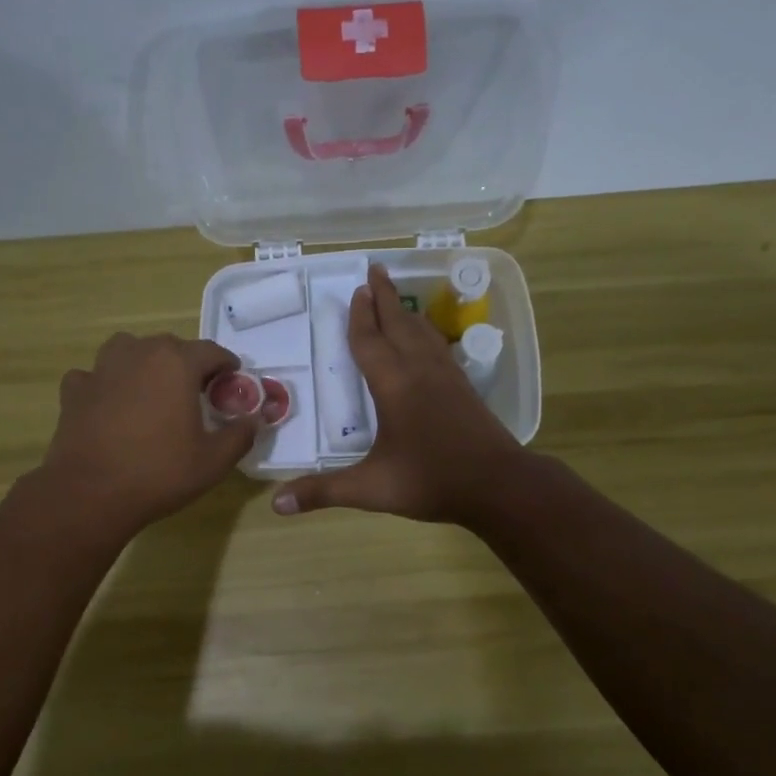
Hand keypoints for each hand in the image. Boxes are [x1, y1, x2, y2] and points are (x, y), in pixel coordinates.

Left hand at [39, 333, 258, 535]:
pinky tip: (110, 404)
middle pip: (170, 346)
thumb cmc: (160, 472)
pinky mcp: (75, 390)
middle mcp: (139, 354)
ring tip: (152, 388)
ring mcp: (102, 369)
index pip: (211, 351)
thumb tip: (253, 420)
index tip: (233, 379)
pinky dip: (106, 384)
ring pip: (129, 350)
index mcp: (177, 364)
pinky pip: (95, 375)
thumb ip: (240, 434)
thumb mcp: (214, 461)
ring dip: (144, 362)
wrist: (91, 493)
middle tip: (196, 391)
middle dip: (187, 363)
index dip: (226, 364)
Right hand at [271, 265, 525, 525]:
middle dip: (385, 297)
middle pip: (399, 324)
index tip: (357, 290)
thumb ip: (324, 491)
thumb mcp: (372, 488)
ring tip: (396, 297)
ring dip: (405, 311)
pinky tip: (427, 339)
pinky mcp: (464, 387)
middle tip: (375, 270)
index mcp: (394, 386)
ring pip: (422, 332)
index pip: (370, 342)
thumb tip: (277, 505)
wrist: (498, 485)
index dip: (360, 317)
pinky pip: (439, 346)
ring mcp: (447, 376)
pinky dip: (426, 332)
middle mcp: (420, 371)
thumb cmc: (432, 482)